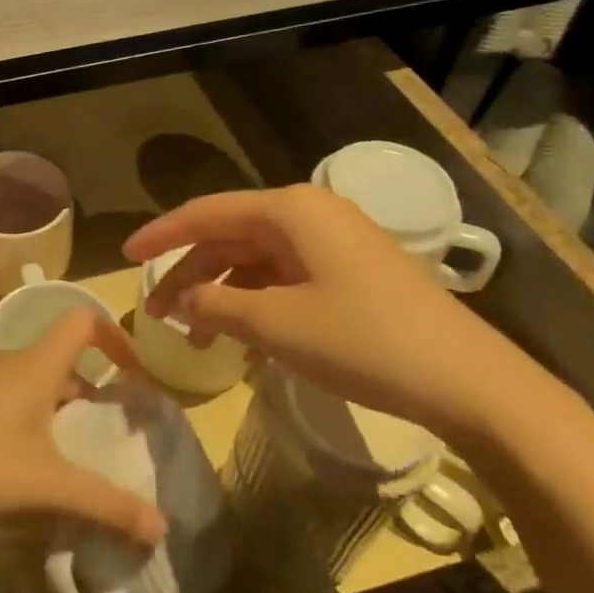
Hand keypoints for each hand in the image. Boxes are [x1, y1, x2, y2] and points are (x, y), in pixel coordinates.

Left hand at [0, 309, 167, 545]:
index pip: (83, 319)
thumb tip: (162, 526)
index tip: (135, 380)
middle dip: (93, 394)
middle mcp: (9, 363)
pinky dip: (30, 429)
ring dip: (60, 416)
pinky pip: (8, 406)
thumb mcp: (43, 487)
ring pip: (34, 386)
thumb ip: (104, 504)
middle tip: (110, 439)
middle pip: (64, 360)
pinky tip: (24, 477)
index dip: (117, 338)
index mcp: (36, 364)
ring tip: (73, 465)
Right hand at [125, 185, 549, 446]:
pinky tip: (241, 335)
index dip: (161, 235)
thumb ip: (216, 304)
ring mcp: (334, 242)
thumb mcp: (275, 325)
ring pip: (256, 258)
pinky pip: (285, 276)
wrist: (468, 382)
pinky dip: (255, 301)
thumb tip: (180, 299)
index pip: (206, 213)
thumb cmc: (363, 342)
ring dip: (222, 291)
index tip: (125, 257)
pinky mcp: (351, 271)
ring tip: (195, 334)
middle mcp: (310, 214)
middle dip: (190, 272)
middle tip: (157, 311)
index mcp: (289, 210)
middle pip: (230, 235)